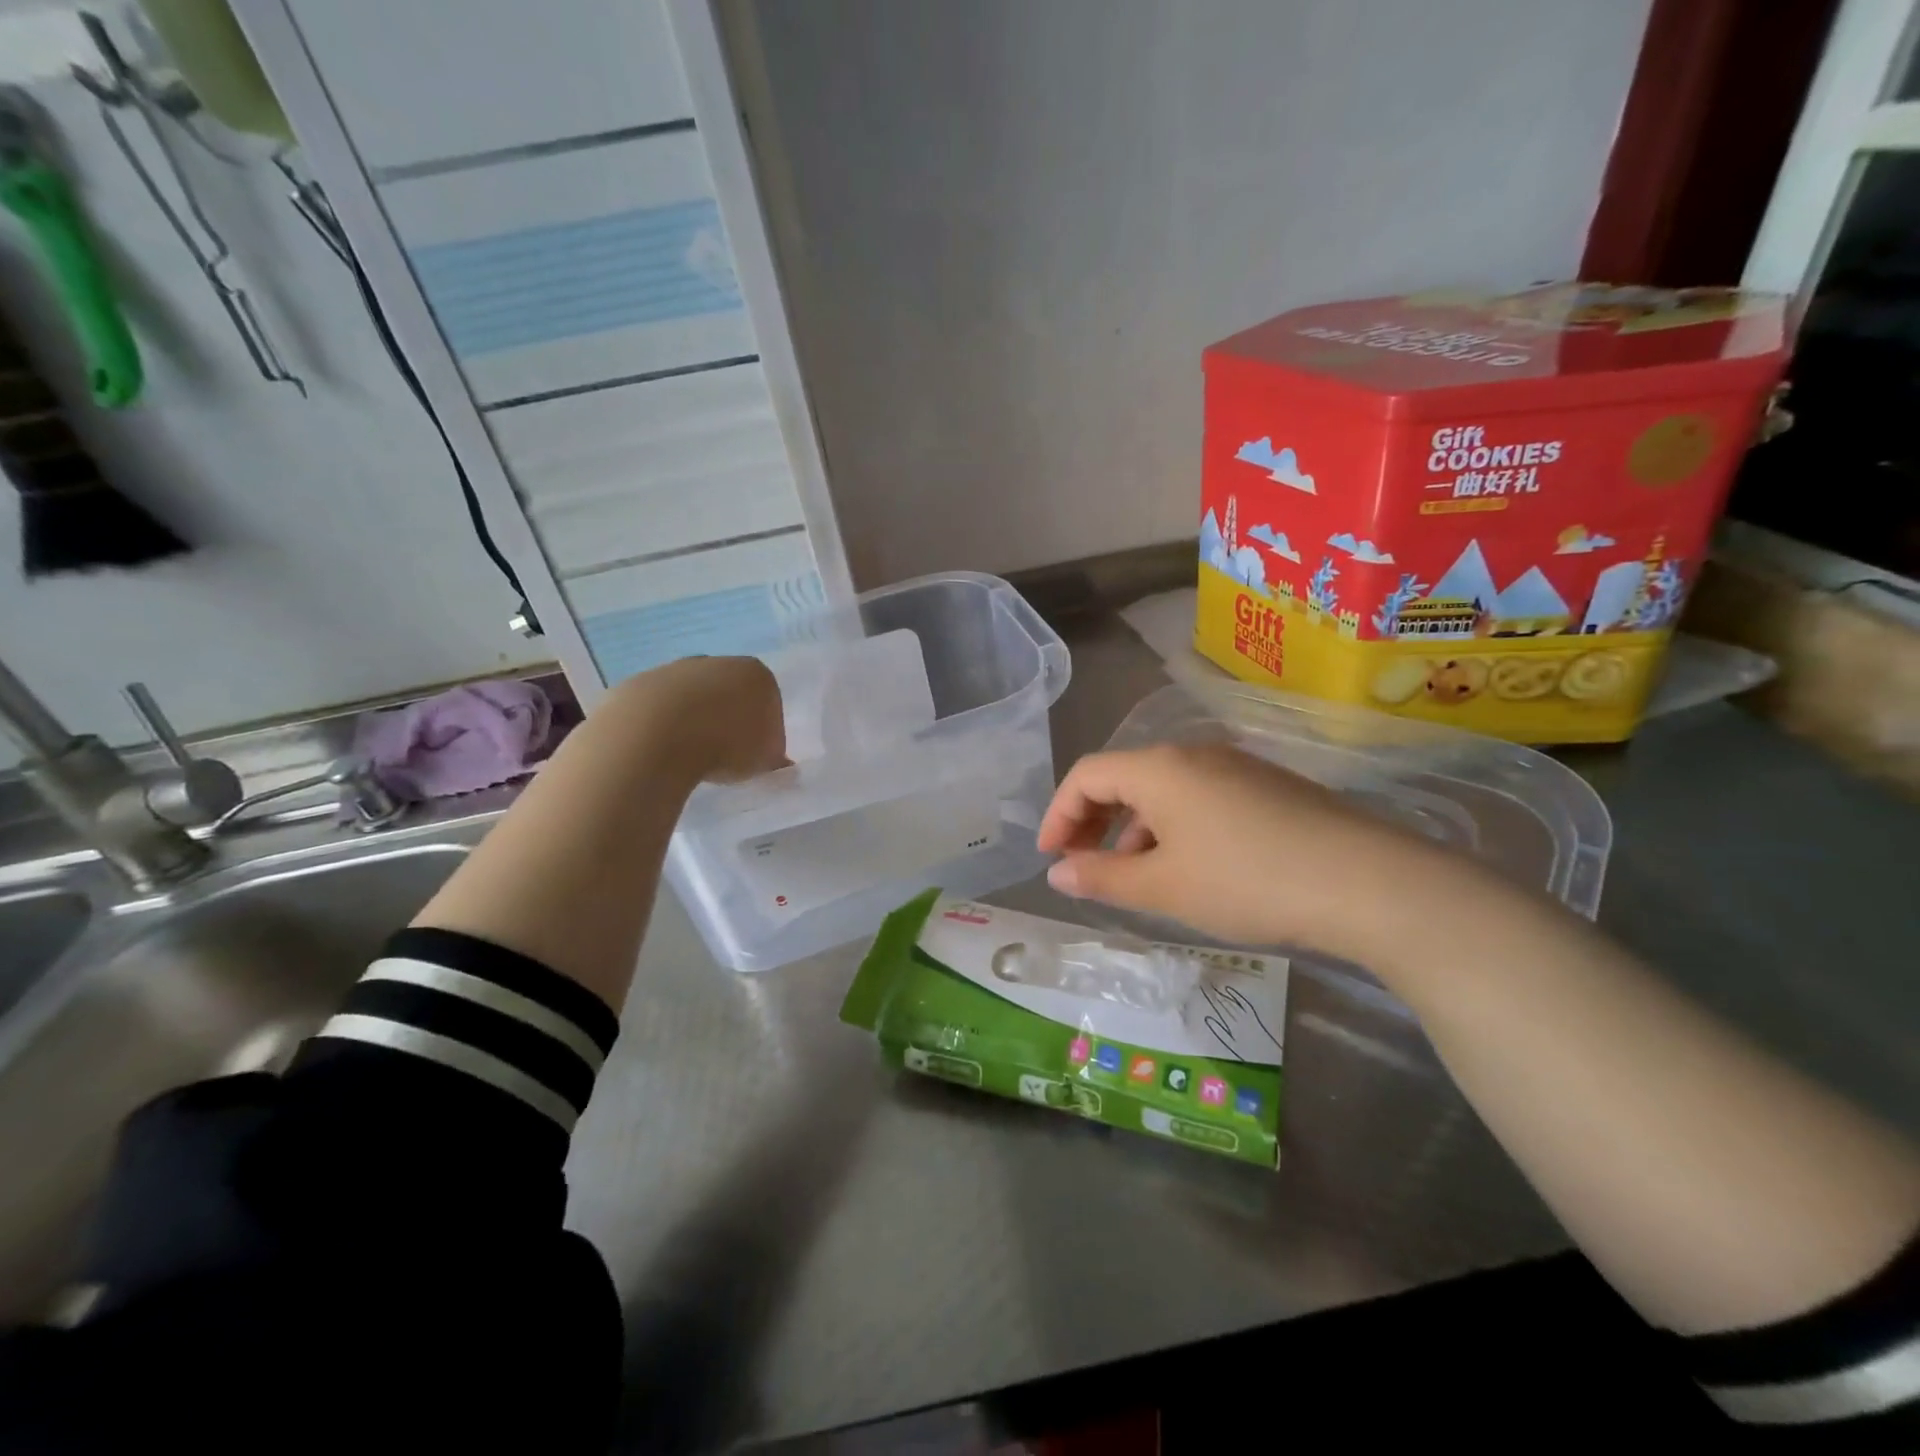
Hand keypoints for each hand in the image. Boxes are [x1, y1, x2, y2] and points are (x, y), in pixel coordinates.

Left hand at [606, 656, 787, 784]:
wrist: (655, 737)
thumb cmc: (726, 745)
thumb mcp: (765, 761)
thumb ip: (773, 757)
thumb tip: (775, 760)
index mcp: (756, 674)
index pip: (769, 701)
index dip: (765, 730)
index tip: (756, 755)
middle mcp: (717, 662)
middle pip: (729, 692)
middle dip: (728, 719)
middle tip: (725, 755)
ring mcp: (675, 669)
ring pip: (691, 698)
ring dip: (693, 721)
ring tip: (689, 757)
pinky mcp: (639, 683)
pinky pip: (658, 709)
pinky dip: (662, 727)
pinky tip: (661, 751)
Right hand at [1036, 743, 1482, 963]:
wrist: (1366, 882)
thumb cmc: (1246, 881)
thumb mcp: (1163, 887)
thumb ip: (1102, 877)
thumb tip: (1057, 873)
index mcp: (1159, 768)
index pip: (1087, 775)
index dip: (1058, 814)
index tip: (1051, 859)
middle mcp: (1193, 753)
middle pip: (1123, 777)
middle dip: (1093, 821)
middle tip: (1083, 866)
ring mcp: (1235, 766)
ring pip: (1163, 789)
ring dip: (1134, 828)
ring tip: (1137, 877)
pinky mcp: (1268, 786)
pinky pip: (1199, 798)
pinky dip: (1174, 828)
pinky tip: (1190, 868)